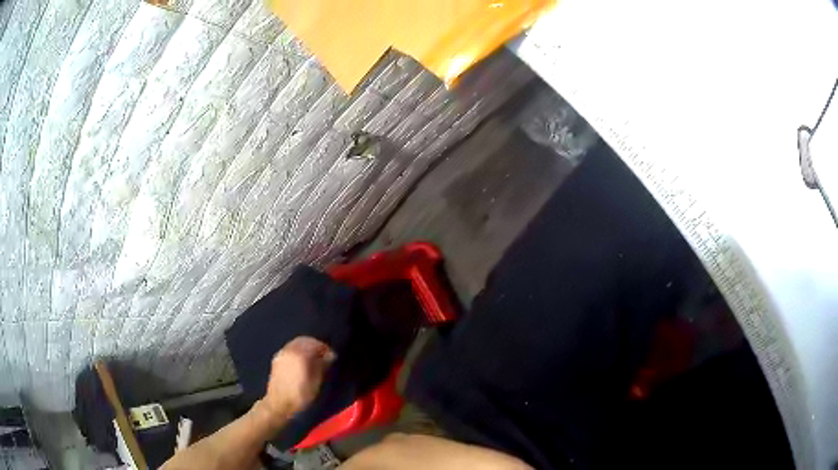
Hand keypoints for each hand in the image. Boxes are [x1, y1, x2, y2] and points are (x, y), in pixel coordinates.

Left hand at [262, 336, 335, 424]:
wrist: (279, 404)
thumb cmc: (300, 395)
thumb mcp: (316, 382)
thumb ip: (323, 365)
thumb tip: (329, 355)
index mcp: (300, 353)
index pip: (316, 343)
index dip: (326, 349)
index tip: (332, 356)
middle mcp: (289, 350)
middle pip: (304, 340)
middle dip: (315, 345)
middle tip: (324, 355)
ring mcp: (281, 354)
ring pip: (296, 344)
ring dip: (306, 348)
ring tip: (314, 359)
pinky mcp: (276, 360)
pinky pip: (290, 350)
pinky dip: (298, 351)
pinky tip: (302, 362)